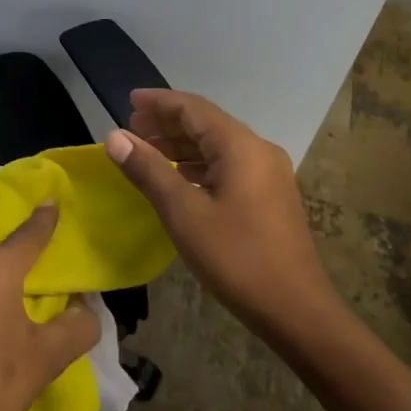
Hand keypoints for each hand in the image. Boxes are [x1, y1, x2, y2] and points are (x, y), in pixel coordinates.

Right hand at [104, 88, 336, 335]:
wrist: (296, 310)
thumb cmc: (236, 257)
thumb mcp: (183, 213)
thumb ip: (148, 170)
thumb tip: (114, 136)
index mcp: (240, 146)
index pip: (193, 108)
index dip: (159, 102)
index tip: (128, 101)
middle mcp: (258, 150)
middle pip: (206, 123)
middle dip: (167, 123)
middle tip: (131, 128)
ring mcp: (268, 173)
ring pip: (217, 145)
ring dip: (181, 144)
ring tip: (146, 150)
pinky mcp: (270, 195)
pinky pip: (228, 164)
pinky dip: (198, 164)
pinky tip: (178, 176)